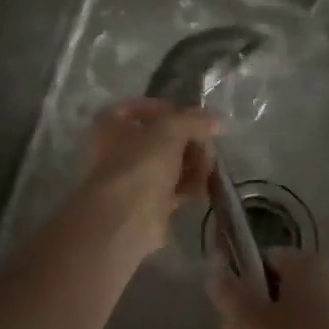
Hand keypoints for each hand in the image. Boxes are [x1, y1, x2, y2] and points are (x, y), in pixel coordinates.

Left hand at [78, 98, 218, 260]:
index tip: (193, 118)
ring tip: (206, 169)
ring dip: (192, 164)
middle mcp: (117, 149)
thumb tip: (216, 120)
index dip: (169, 109)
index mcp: (111, 124)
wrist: (126, 221)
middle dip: (188, 141)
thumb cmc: (141, 164)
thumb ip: (194, 120)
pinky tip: (200, 187)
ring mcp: (131, 178)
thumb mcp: (171, 130)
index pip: (142, 107)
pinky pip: (172, 187)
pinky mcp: (146, 204)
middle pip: (161, 137)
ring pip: (169, 163)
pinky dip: (187, 186)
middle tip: (207, 147)